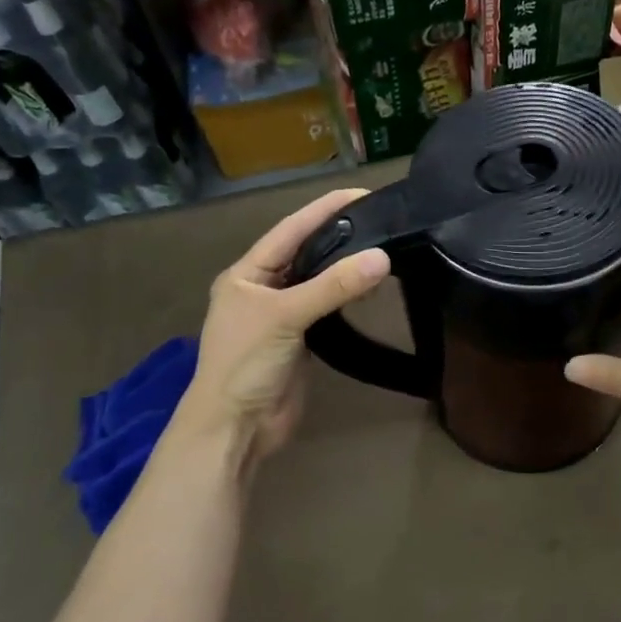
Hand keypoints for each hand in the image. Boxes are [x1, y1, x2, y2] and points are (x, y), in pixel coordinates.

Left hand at [168, 189, 390, 468]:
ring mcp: (282, 316)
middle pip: (305, 253)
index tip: (362, 193)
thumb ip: (332, 287)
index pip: (290, 230)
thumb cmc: (245, 364)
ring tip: (383, 246)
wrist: (236, 428)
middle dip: (339, 235)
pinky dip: (347, 296)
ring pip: (318, 281)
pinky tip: (370, 286)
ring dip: (345, 266)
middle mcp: (263, 289)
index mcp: (246, 274)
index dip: (324, 210)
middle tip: (381, 218)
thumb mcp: (285, 317)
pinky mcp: (301, 340)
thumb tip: (382, 257)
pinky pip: (327, 309)